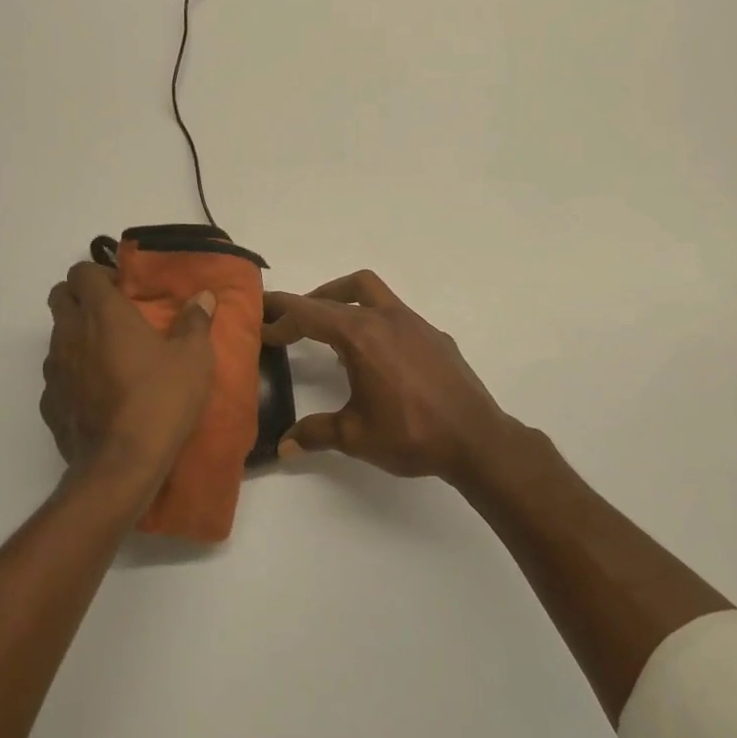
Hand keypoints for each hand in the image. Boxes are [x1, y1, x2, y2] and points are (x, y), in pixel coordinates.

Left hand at [41, 262, 215, 496]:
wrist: (122, 463)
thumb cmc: (161, 399)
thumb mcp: (193, 358)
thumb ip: (195, 322)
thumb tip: (203, 297)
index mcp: (103, 313)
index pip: (81, 271)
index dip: (99, 274)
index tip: (123, 290)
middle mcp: (70, 332)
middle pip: (60, 297)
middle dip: (81, 297)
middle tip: (113, 315)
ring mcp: (55, 368)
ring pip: (56, 335)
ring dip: (76, 335)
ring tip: (108, 354)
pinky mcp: (49, 402)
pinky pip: (57, 374)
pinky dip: (73, 373)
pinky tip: (97, 391)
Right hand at [262, 270, 518, 484]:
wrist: (476, 439)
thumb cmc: (411, 434)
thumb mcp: (355, 437)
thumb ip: (315, 433)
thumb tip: (283, 446)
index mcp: (361, 336)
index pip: (309, 312)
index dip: (280, 314)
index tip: (260, 321)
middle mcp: (385, 318)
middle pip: (335, 296)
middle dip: (306, 305)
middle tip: (285, 324)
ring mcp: (414, 323)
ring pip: (370, 291)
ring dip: (341, 299)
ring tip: (327, 327)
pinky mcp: (434, 335)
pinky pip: (394, 313)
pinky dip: (373, 319)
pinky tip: (374, 354)